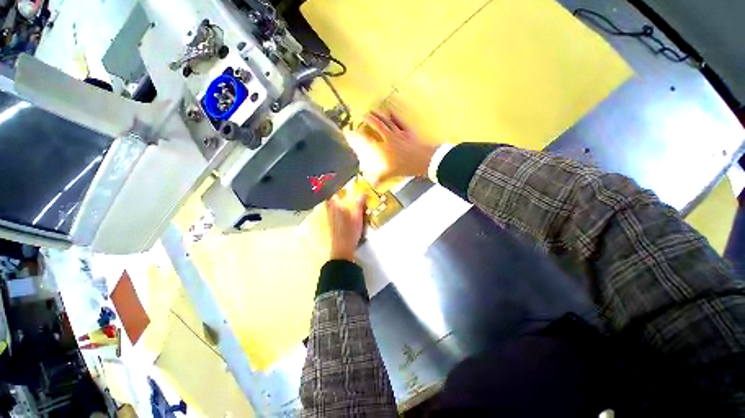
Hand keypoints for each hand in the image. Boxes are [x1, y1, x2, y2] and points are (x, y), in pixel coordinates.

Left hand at [326, 191, 365, 261]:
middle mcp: (330, 210)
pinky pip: (331, 212)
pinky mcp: (331, 224)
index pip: (332, 193)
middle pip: (329, 199)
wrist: (342, 247)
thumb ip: (359, 204)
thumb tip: (363, 193)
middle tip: (341, 190)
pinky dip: (335, 208)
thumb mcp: (357, 216)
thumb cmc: (350, 230)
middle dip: (334, 194)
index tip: (340, 183)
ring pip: (329, 206)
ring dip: (333, 201)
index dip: (335, 187)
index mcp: (336, 206)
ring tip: (342, 198)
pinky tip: (342, 211)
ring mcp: (330, 218)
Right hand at [347, 112, 437, 184]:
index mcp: (383, 148)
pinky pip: (399, 121)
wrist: (424, 160)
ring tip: (372, 110)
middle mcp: (388, 138)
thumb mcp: (392, 173)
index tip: (350, 132)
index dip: (357, 135)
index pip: (367, 139)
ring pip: (386, 121)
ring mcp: (398, 132)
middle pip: (376, 125)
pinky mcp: (407, 131)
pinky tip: (390, 111)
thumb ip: (380, 178)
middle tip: (361, 116)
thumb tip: (372, 183)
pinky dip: (394, 115)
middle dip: (368, 119)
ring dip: (378, 115)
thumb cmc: (407, 167)